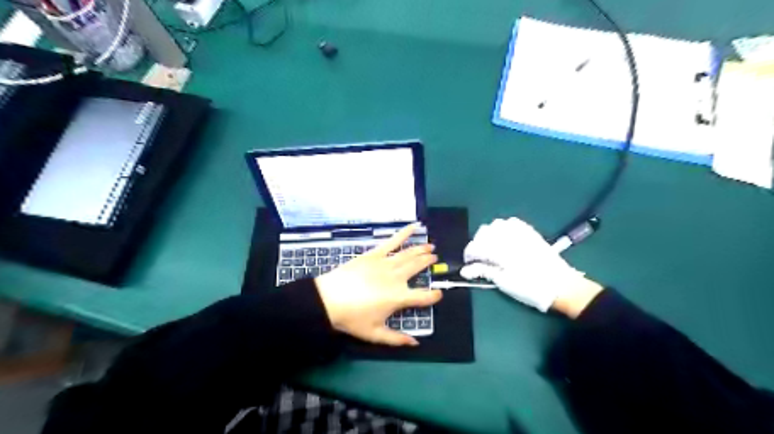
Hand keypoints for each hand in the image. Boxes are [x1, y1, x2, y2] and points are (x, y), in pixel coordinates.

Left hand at [311, 224, 441, 345]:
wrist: (329, 300)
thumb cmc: (352, 318)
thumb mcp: (375, 334)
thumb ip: (397, 339)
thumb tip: (416, 343)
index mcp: (399, 298)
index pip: (424, 296)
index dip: (434, 295)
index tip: (439, 294)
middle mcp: (396, 278)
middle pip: (418, 268)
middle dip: (428, 262)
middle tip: (435, 258)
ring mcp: (386, 264)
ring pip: (409, 254)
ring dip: (422, 249)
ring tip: (431, 246)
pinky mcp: (374, 254)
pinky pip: (392, 242)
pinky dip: (404, 233)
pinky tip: (414, 226)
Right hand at [458, 219, 593, 313]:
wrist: (560, 285)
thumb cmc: (530, 287)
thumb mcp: (504, 282)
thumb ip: (483, 271)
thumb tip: (464, 271)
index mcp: (500, 249)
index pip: (475, 246)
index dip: (469, 255)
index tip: (469, 265)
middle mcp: (508, 235)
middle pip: (483, 232)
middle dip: (478, 244)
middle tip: (480, 258)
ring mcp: (520, 231)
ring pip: (496, 224)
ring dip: (490, 234)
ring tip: (492, 248)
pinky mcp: (530, 231)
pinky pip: (512, 222)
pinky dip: (504, 228)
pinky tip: (505, 239)